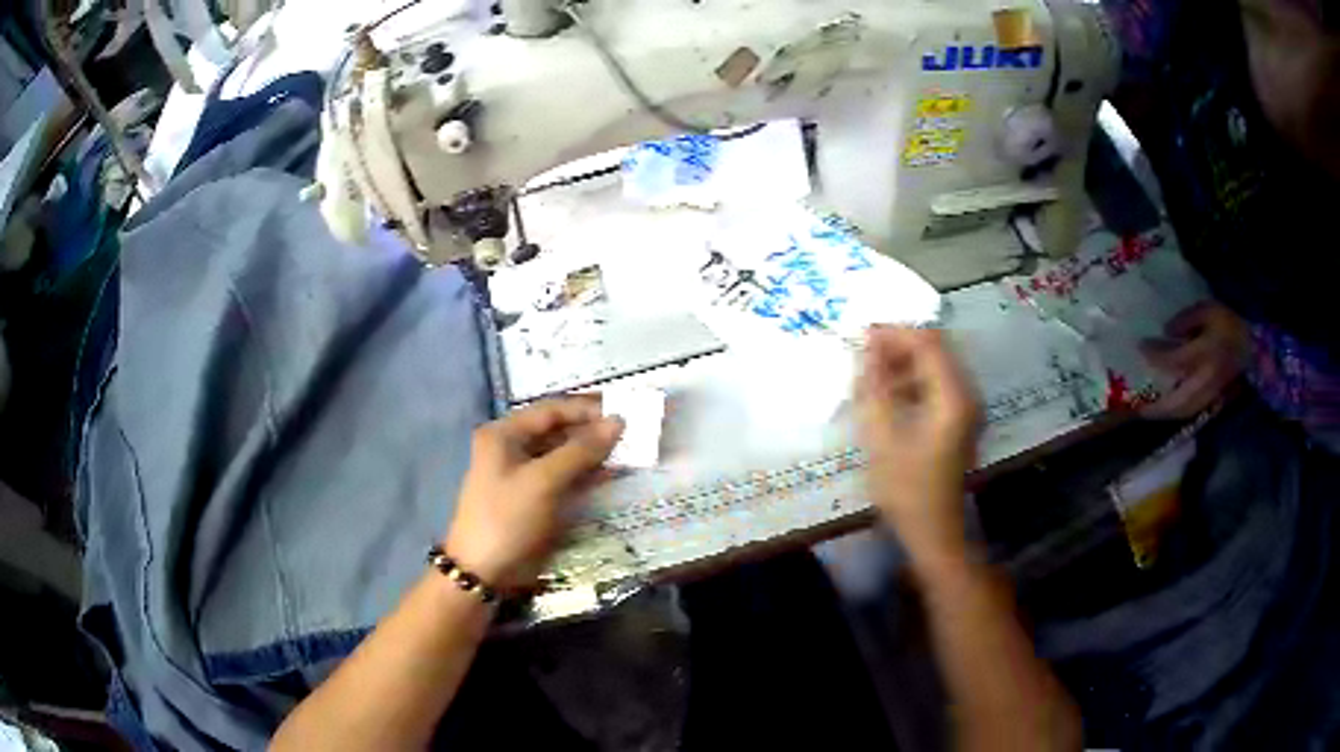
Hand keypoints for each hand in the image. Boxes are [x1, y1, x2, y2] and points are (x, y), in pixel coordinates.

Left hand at [443, 399, 623, 590]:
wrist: (484, 572)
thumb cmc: (508, 518)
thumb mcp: (543, 481)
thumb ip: (581, 450)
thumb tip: (618, 421)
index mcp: (505, 434)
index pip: (551, 410)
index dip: (587, 410)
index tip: (624, 412)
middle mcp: (512, 448)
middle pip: (558, 431)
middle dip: (593, 432)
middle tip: (633, 434)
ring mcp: (523, 475)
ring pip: (564, 455)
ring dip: (593, 455)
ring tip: (630, 453)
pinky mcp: (535, 498)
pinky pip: (564, 478)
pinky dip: (586, 475)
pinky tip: (612, 476)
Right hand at [856, 327, 980, 562]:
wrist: (934, 532)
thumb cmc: (906, 490)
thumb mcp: (881, 437)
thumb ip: (874, 387)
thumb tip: (867, 348)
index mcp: (953, 397)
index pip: (928, 343)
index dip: (894, 333)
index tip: (861, 335)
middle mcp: (967, 395)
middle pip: (935, 350)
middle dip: (898, 346)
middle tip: (863, 356)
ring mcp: (967, 408)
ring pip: (935, 366)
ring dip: (904, 364)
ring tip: (870, 377)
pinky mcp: (960, 421)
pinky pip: (937, 386)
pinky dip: (912, 382)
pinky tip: (888, 397)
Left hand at [1140, 302, 1248, 419]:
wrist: (1254, 346)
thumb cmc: (1230, 323)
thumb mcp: (1207, 311)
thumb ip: (1186, 321)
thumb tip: (1166, 332)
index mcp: (1204, 355)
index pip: (1174, 362)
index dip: (1155, 356)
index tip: (1140, 348)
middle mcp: (1206, 380)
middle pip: (1176, 401)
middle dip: (1157, 407)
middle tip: (1138, 406)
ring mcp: (1211, 394)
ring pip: (1184, 411)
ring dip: (1165, 413)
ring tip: (1149, 411)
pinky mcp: (1215, 401)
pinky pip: (1193, 411)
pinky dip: (1178, 412)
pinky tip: (1168, 407)